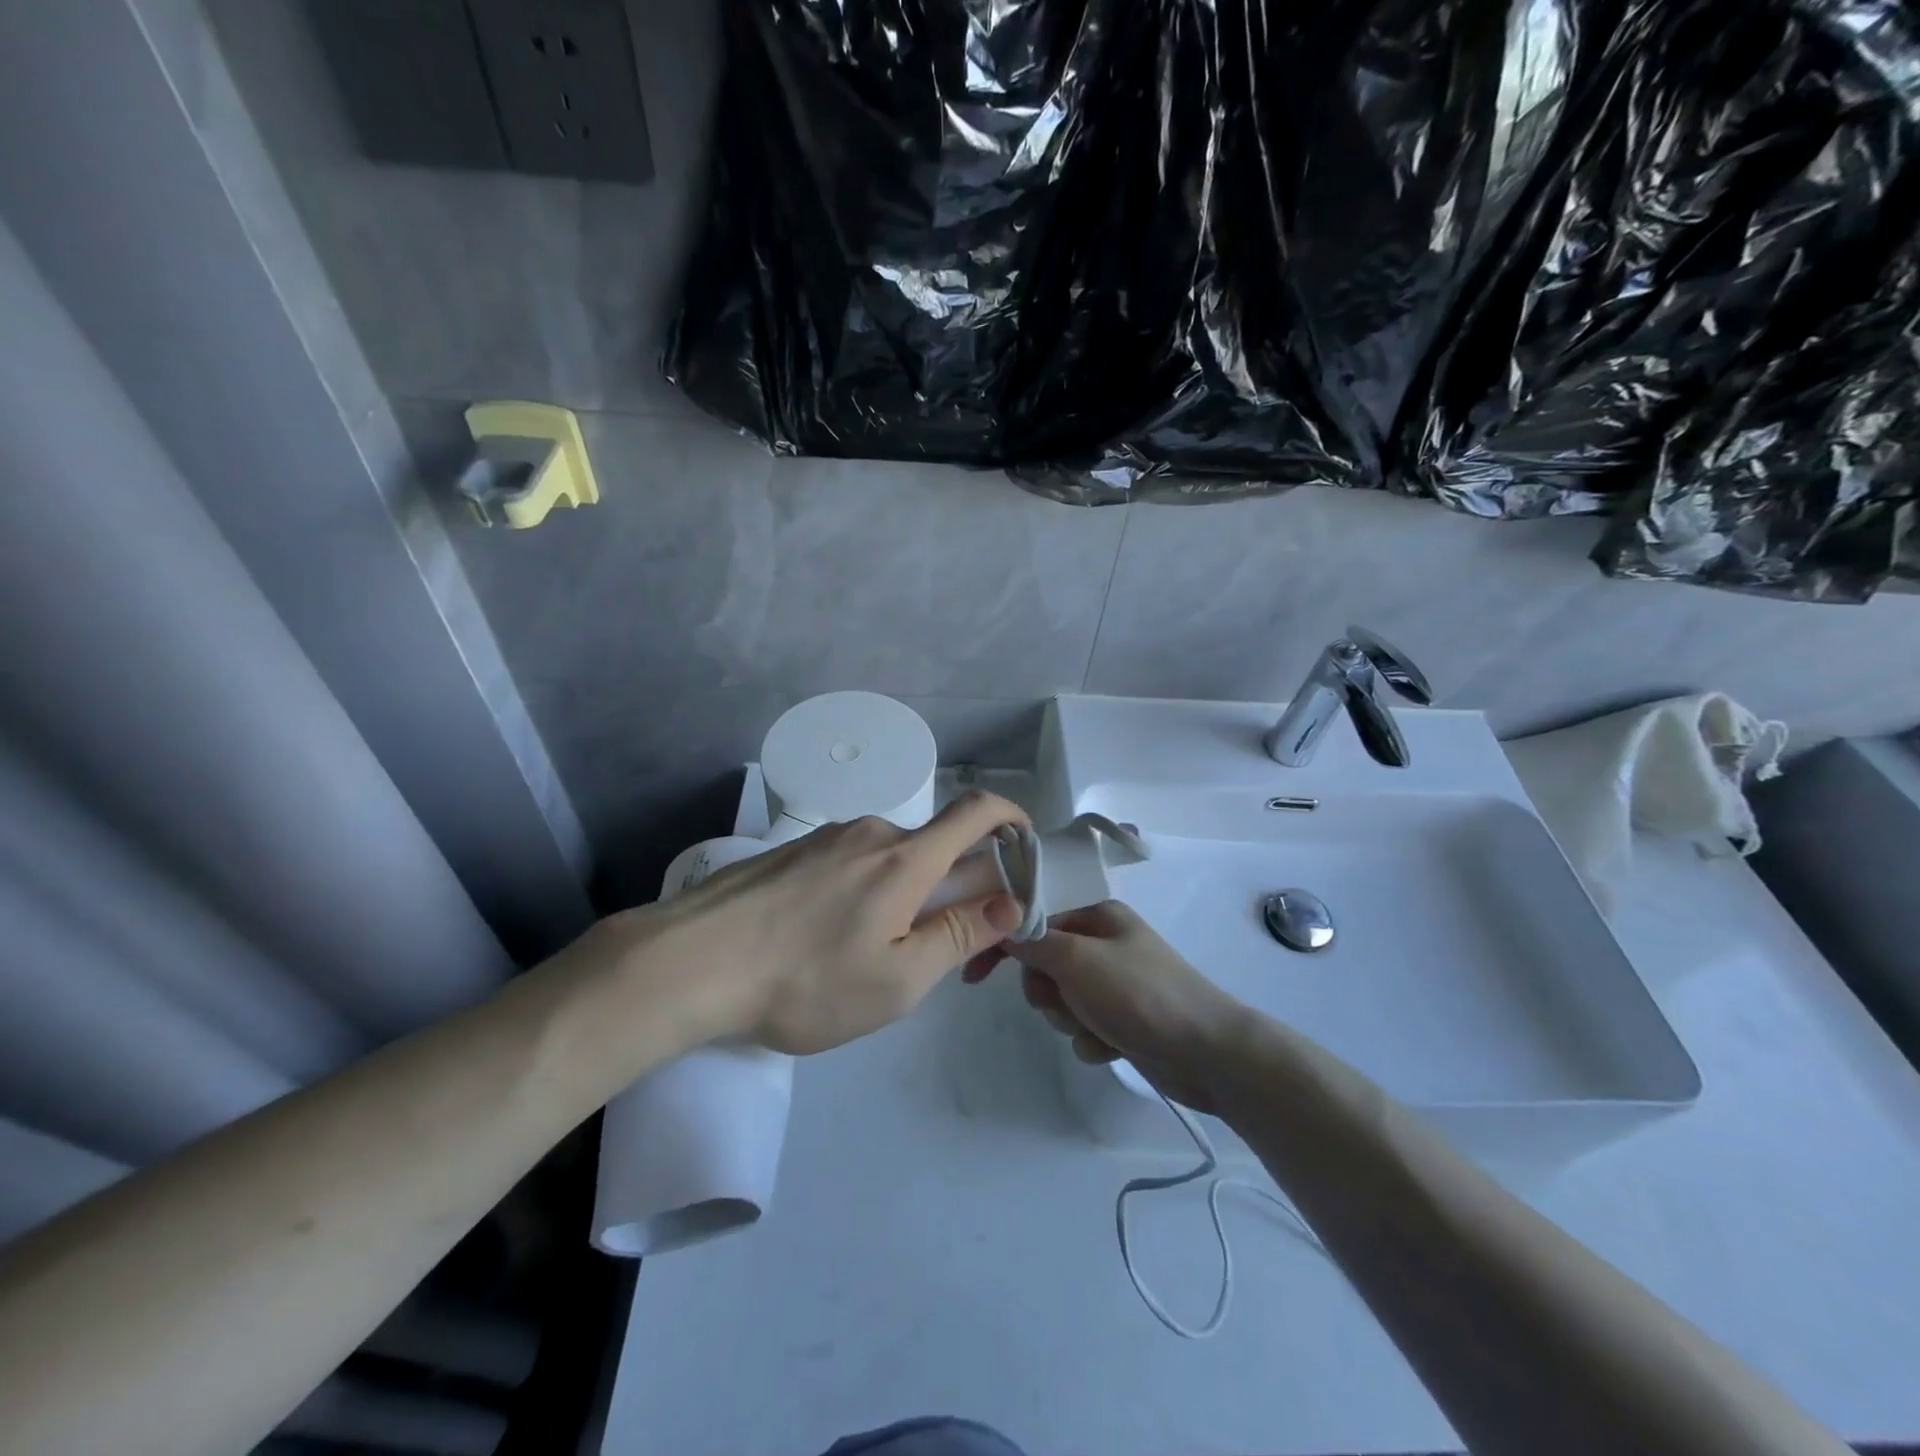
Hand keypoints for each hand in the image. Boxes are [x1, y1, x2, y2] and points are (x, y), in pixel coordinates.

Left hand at [641, 792, 1028, 1054]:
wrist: (690, 962)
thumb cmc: (805, 982)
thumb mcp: (898, 980)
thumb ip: (960, 936)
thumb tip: (1010, 903)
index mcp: (906, 859)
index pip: (977, 813)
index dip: (1011, 820)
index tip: (1025, 848)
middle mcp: (872, 833)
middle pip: (936, 846)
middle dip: (957, 887)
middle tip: (945, 949)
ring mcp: (828, 839)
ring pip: (891, 860)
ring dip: (908, 895)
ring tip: (878, 956)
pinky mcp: (794, 853)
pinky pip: (852, 864)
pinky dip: (868, 892)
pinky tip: (832, 941)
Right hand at [964, 900, 1249, 1111]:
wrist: (1209, 1054)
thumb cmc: (1140, 994)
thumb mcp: (1077, 960)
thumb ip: (1033, 942)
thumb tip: (1000, 924)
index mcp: (1096, 914)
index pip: (1033, 917)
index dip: (1002, 942)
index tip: (973, 973)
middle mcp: (1103, 942)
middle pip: (1043, 963)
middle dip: (1047, 990)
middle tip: (1063, 1002)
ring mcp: (1114, 982)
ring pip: (1060, 999)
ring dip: (1069, 1018)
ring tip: (1096, 1026)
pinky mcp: (1122, 1018)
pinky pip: (1082, 1026)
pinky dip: (1090, 1039)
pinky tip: (1111, 1046)